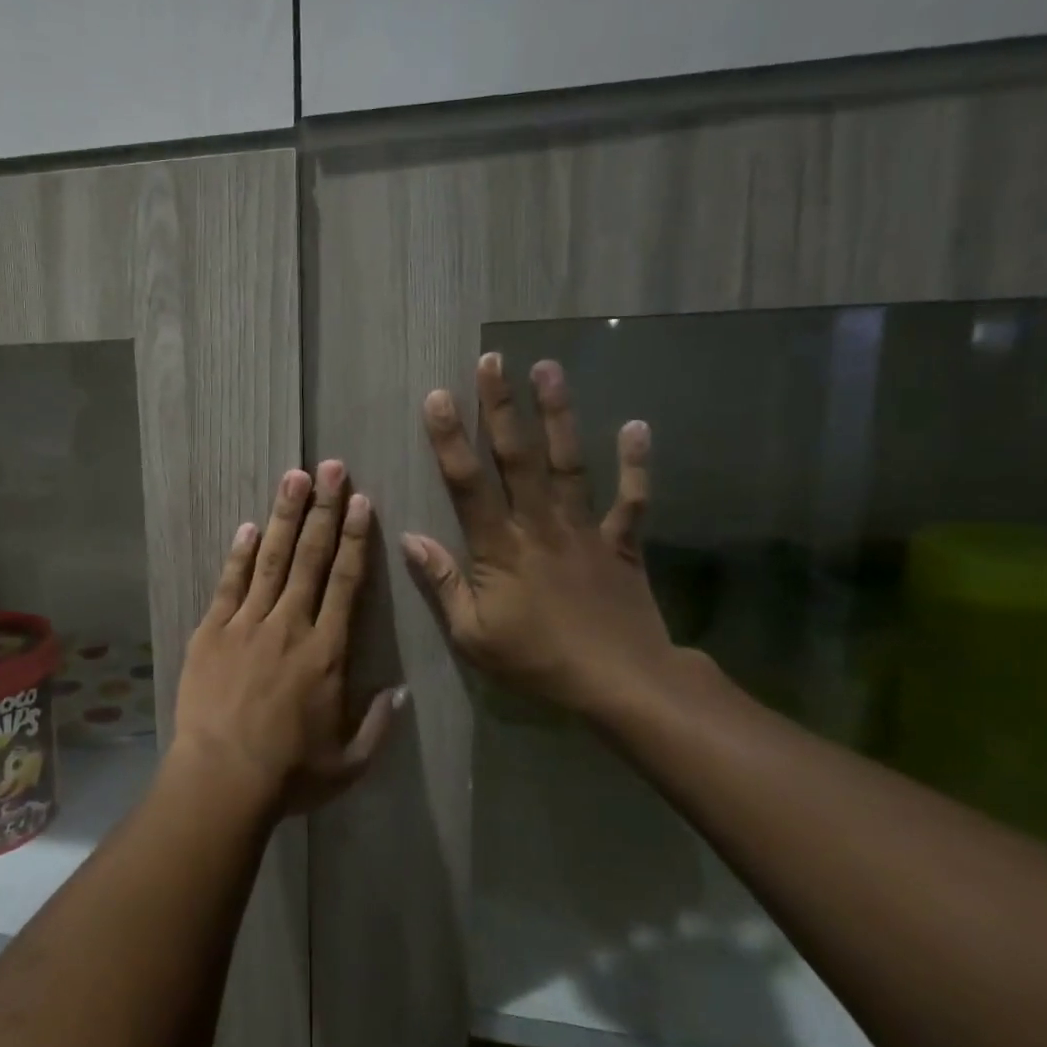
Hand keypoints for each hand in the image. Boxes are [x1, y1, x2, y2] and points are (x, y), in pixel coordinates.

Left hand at [171, 461, 402, 814]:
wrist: (221, 777)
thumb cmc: (289, 774)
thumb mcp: (349, 762)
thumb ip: (378, 724)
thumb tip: (399, 691)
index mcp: (327, 651)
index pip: (346, 582)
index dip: (354, 538)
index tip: (361, 502)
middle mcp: (290, 625)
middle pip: (310, 558)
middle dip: (323, 509)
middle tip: (331, 467)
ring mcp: (247, 624)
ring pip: (271, 560)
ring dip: (285, 517)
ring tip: (294, 478)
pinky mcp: (212, 632)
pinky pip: (229, 584)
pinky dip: (240, 555)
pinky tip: (248, 527)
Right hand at [402, 355, 688, 722]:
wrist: (621, 685)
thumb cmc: (537, 661)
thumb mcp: (473, 634)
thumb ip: (442, 583)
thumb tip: (409, 538)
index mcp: (499, 548)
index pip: (468, 485)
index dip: (450, 439)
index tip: (439, 397)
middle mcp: (540, 526)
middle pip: (518, 458)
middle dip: (501, 407)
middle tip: (493, 361)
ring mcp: (585, 530)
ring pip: (569, 464)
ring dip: (558, 416)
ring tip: (548, 369)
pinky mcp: (621, 544)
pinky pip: (631, 500)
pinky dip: (637, 465)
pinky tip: (636, 425)